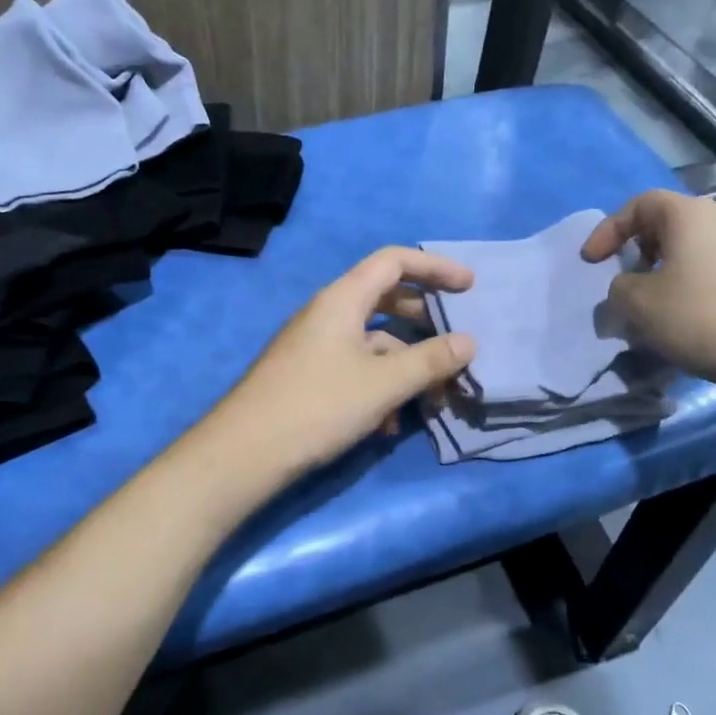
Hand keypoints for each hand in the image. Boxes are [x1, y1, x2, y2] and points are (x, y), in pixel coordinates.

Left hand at [207, 247, 476, 478]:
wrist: (245, 452)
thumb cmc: (318, 406)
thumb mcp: (383, 383)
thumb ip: (430, 360)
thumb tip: (469, 342)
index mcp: (342, 299)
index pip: (394, 261)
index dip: (435, 267)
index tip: (470, 286)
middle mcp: (327, 314)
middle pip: (385, 300)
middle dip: (424, 320)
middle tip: (456, 341)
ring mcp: (315, 346)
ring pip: (373, 342)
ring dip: (406, 366)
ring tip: (433, 400)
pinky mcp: (309, 376)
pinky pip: (355, 369)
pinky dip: (379, 388)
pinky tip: (388, 425)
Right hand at [581, 190, 715, 404]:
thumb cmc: (702, 318)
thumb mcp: (638, 305)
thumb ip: (617, 290)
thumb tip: (625, 290)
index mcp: (689, 216)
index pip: (640, 204)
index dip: (608, 229)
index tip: (592, 262)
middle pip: (667, 227)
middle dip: (636, 253)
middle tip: (622, 282)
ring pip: (689, 255)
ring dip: (661, 278)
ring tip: (649, 311)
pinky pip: (710, 278)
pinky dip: (687, 293)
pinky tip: (684, 327)